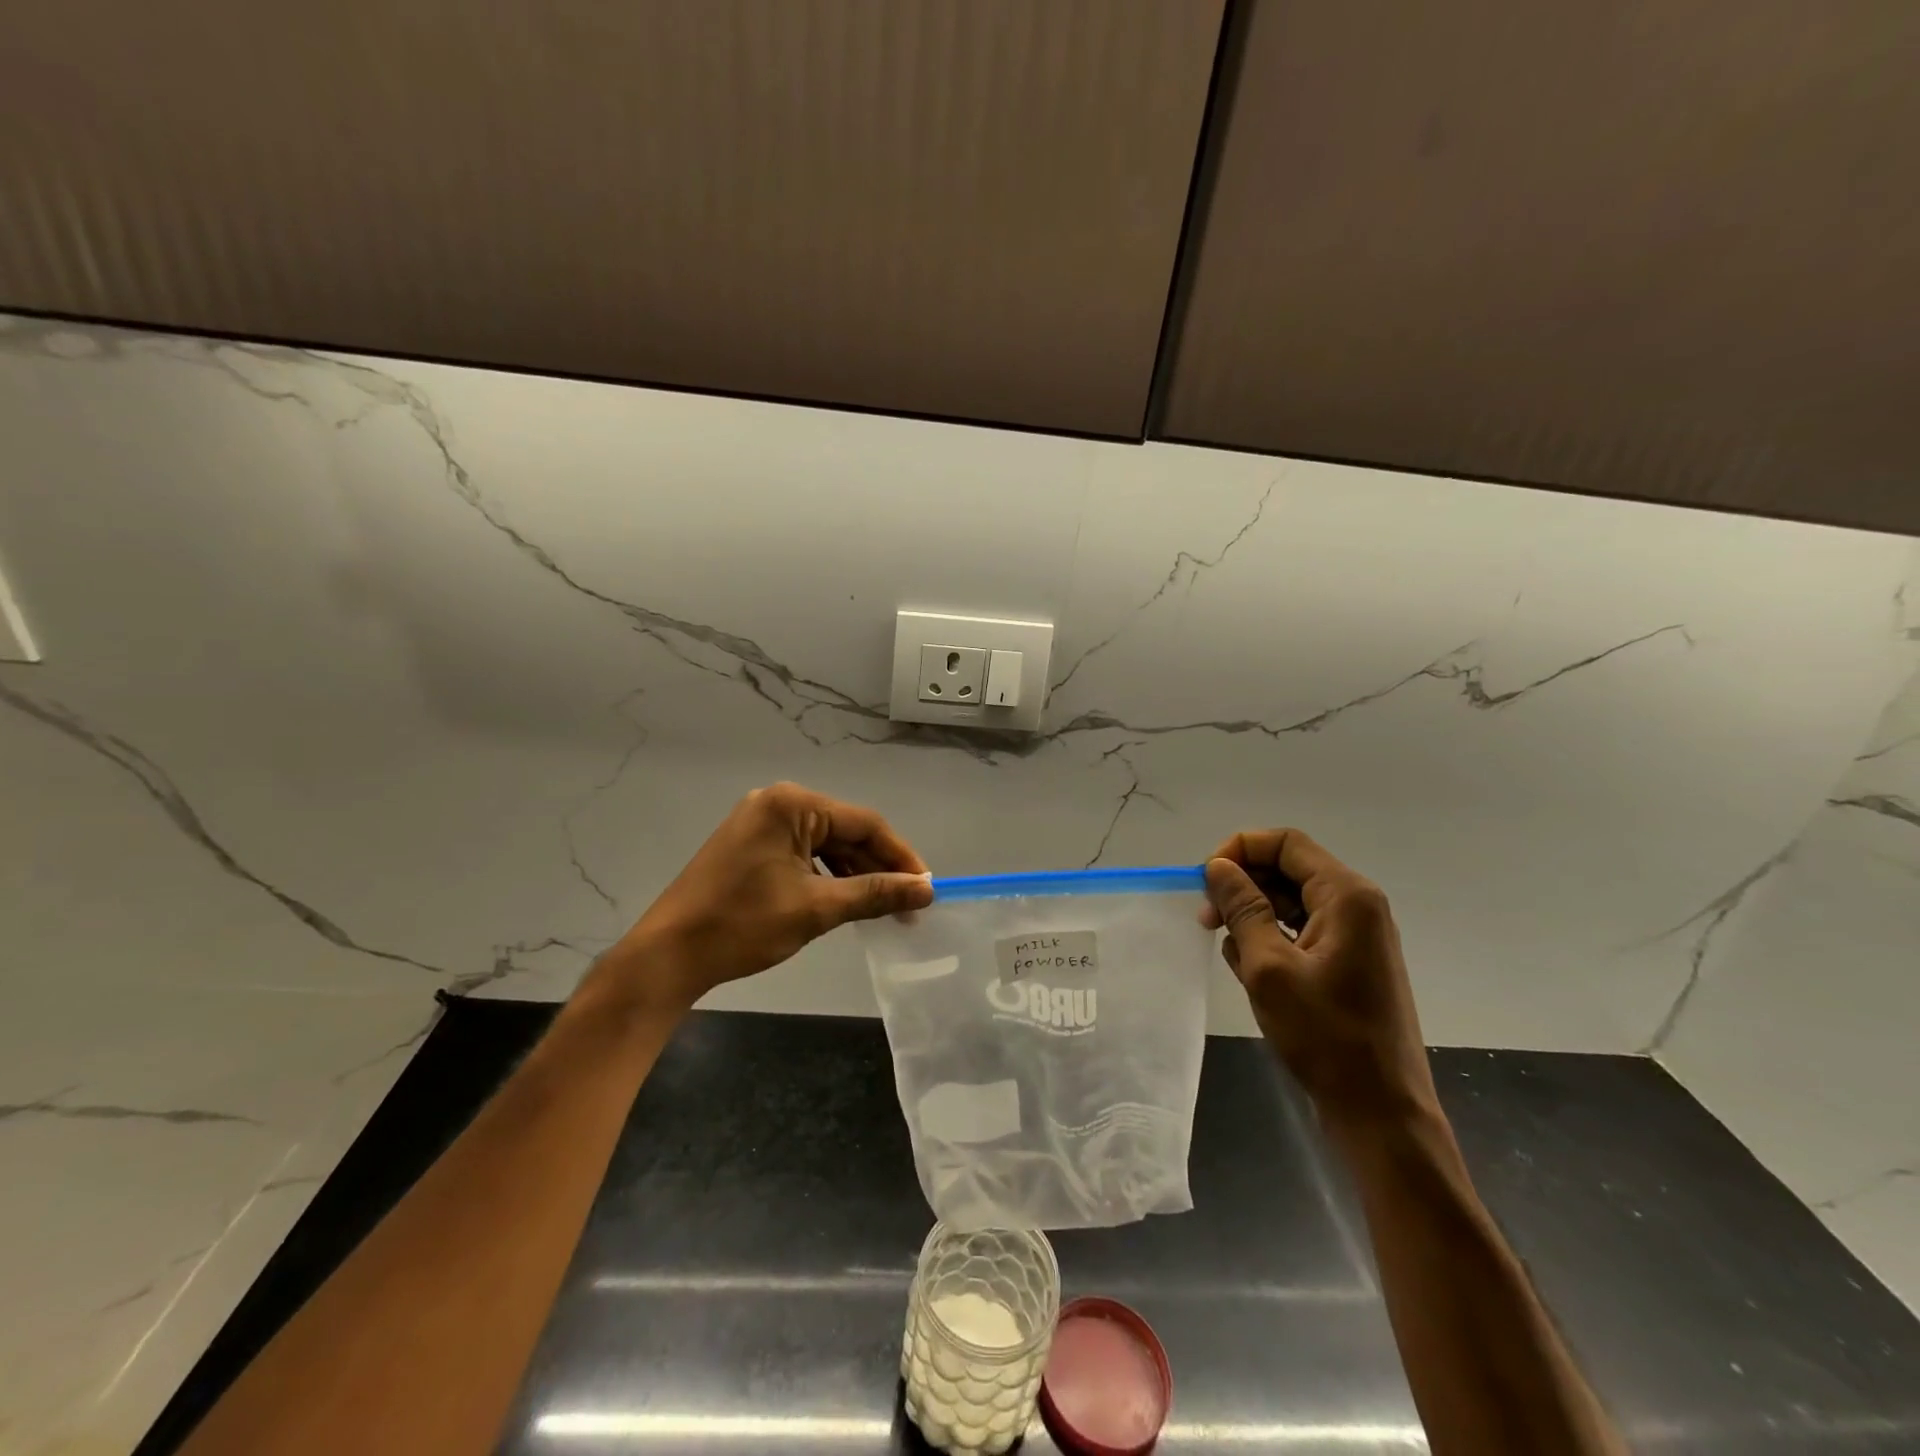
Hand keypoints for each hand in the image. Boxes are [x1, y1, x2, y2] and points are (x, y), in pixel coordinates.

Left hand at [608, 782, 932, 1009]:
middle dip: (879, 868)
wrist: (668, 955)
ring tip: (883, 908)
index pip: (864, 823)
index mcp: (792, 804)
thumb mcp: (817, 908)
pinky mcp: (751, 845)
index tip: (927, 889)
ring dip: (855, 874)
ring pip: (826, 844)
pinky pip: (803, 853)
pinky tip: (846, 900)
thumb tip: (926, 890)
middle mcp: (778, 802)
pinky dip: (828, 876)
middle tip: (909, 906)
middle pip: (846, 831)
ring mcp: (760, 822)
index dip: (900, 856)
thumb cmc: (743, 925)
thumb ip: (875, 893)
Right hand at [1202, 829, 1436, 1127]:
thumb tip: (1218, 867)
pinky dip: (1269, 938)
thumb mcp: (1269, 968)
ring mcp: (1355, 936)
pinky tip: (1247, 966)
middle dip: (1242, 884)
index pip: (1285, 843)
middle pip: (1288, 869)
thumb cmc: (1326, 1037)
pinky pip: (1299, 930)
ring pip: (1290, 900)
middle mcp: (1357, 906)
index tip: (1205, 880)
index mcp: (1347, 896)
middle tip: (1205, 916)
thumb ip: (1242, 908)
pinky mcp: (1347, 963)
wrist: (1380, 1112)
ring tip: (1225, 945)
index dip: (1239, 849)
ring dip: (1252, 913)